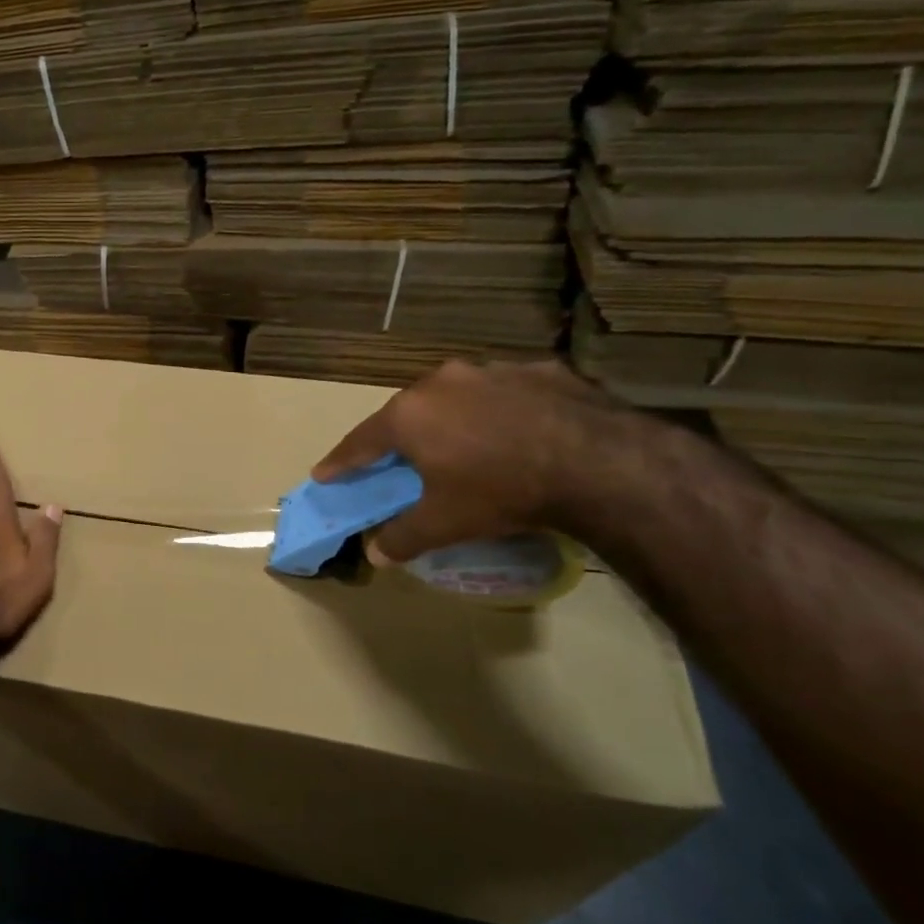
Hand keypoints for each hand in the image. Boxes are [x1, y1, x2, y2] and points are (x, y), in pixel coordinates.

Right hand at [312, 358, 627, 564]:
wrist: (599, 463)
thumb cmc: (501, 491)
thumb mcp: (444, 523)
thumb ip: (402, 537)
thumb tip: (375, 554)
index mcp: (409, 415)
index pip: (360, 442)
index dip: (341, 462)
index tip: (324, 474)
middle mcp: (441, 382)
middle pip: (406, 413)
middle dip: (398, 438)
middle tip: (397, 461)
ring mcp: (492, 370)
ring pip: (456, 397)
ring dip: (450, 419)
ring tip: (462, 445)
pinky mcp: (539, 369)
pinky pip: (504, 393)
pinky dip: (500, 411)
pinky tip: (516, 432)